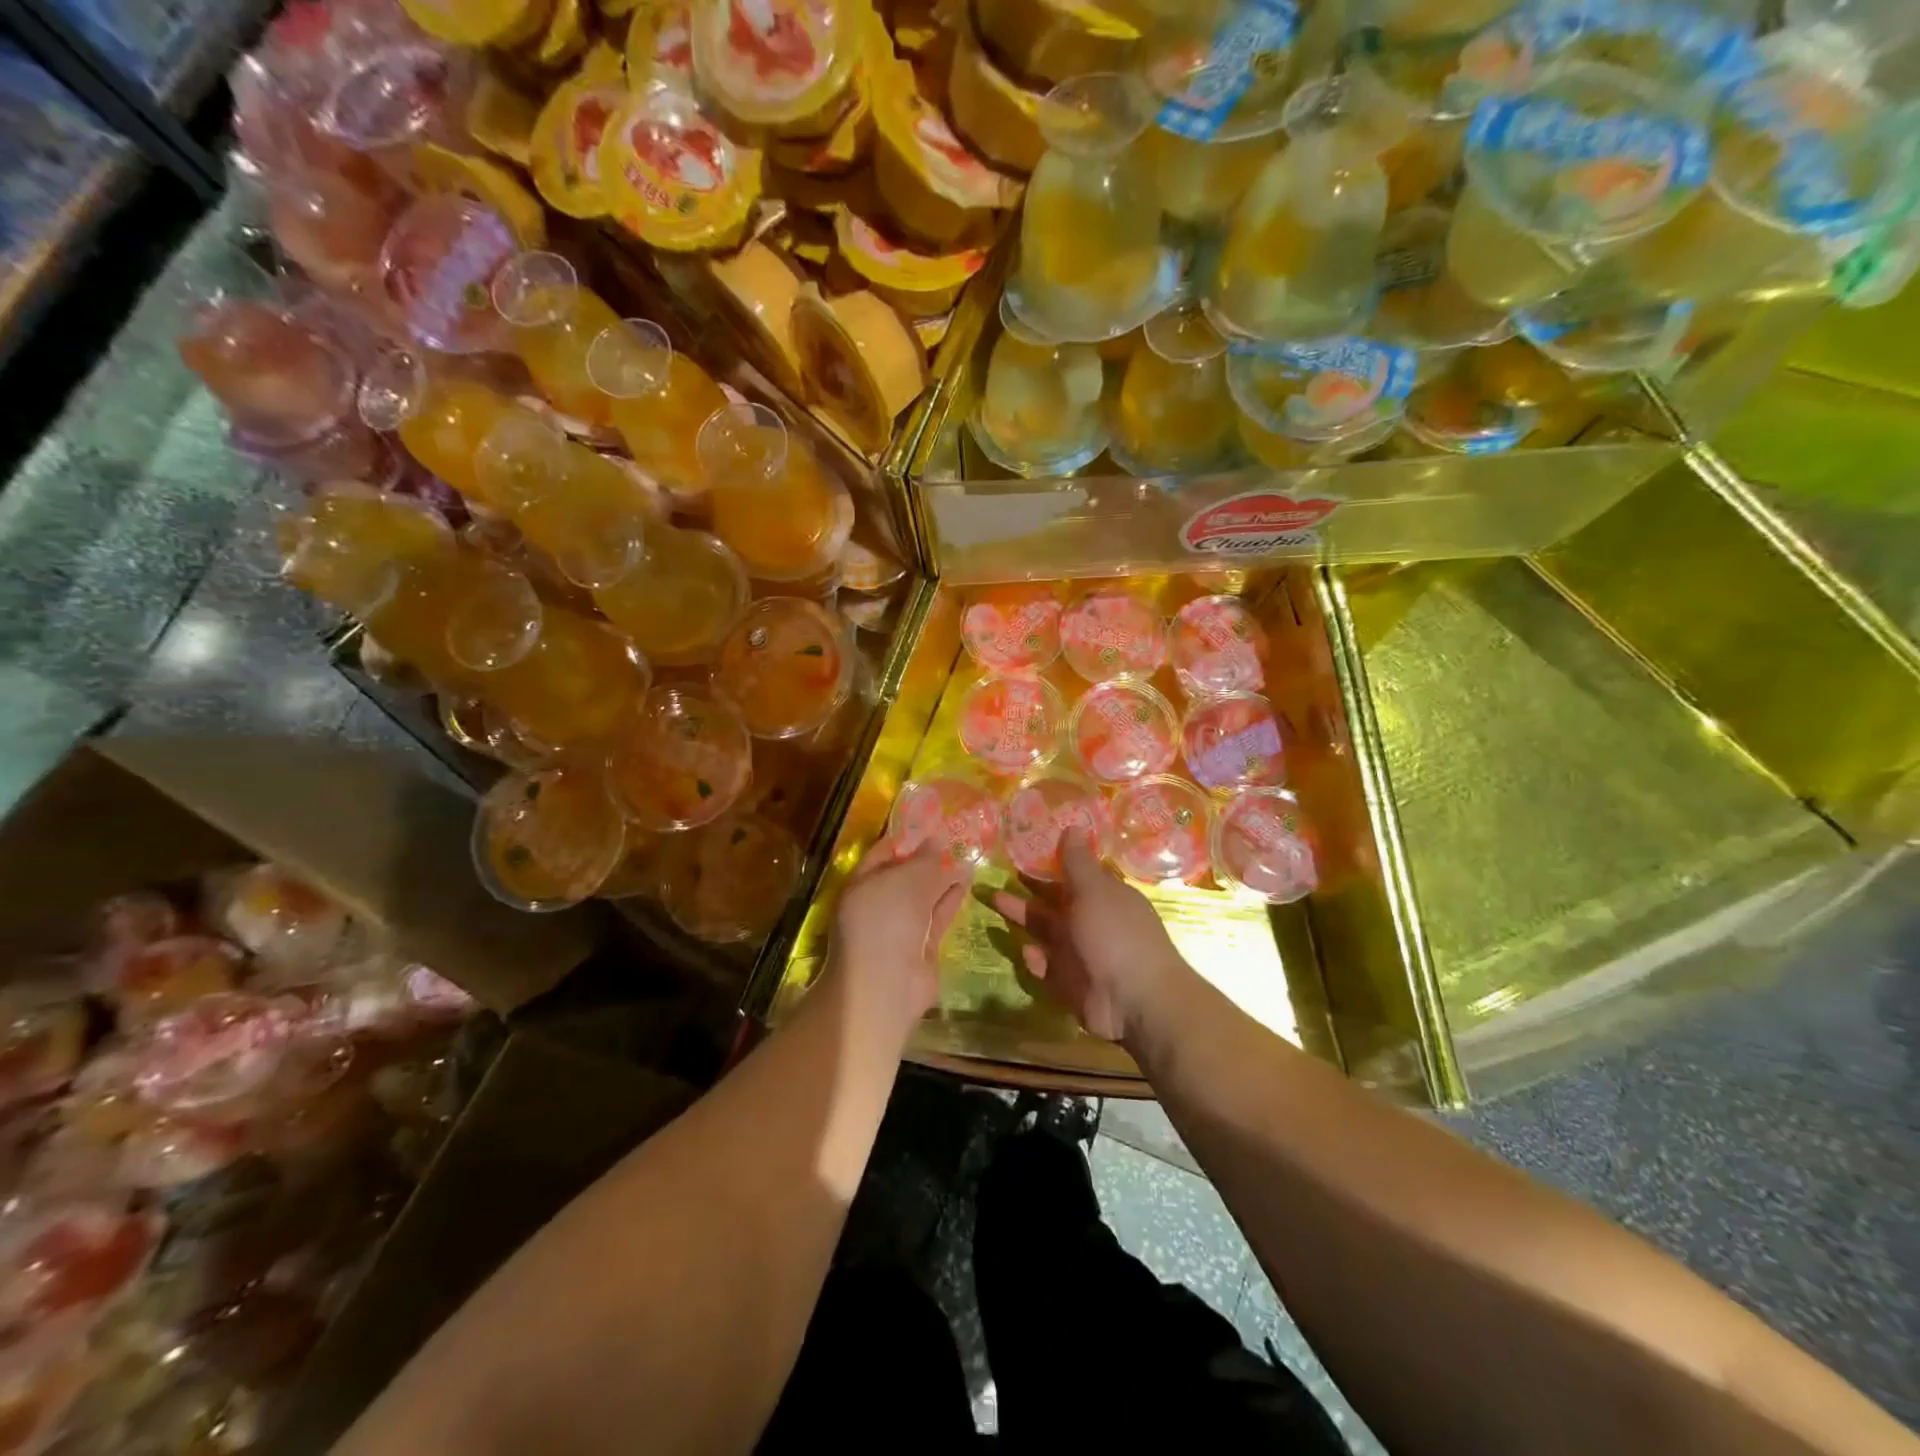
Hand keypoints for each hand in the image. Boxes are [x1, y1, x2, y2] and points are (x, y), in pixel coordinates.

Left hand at [824, 838, 969, 1042]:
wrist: (887, 984)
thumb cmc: (886, 920)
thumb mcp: (907, 880)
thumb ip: (926, 860)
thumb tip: (939, 839)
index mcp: (862, 884)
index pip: (884, 853)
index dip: (908, 838)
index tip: (934, 824)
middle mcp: (878, 903)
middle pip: (906, 874)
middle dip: (929, 857)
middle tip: (957, 836)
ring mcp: (899, 926)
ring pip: (924, 895)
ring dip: (943, 876)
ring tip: (968, 853)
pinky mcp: (921, 945)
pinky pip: (937, 914)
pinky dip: (950, 898)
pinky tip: (967, 879)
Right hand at [990, 832, 1189, 1043]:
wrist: (1134, 1000)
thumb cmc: (1115, 934)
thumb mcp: (1094, 890)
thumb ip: (1077, 861)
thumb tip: (1073, 824)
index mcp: (1101, 895)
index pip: (1072, 873)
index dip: (1048, 861)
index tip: (1020, 848)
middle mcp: (1090, 920)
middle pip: (1052, 900)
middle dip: (1026, 888)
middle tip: (993, 871)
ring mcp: (1079, 952)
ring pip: (1044, 930)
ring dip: (1021, 917)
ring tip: (992, 900)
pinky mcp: (1068, 982)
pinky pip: (1045, 966)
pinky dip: (1034, 958)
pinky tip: (1024, 950)